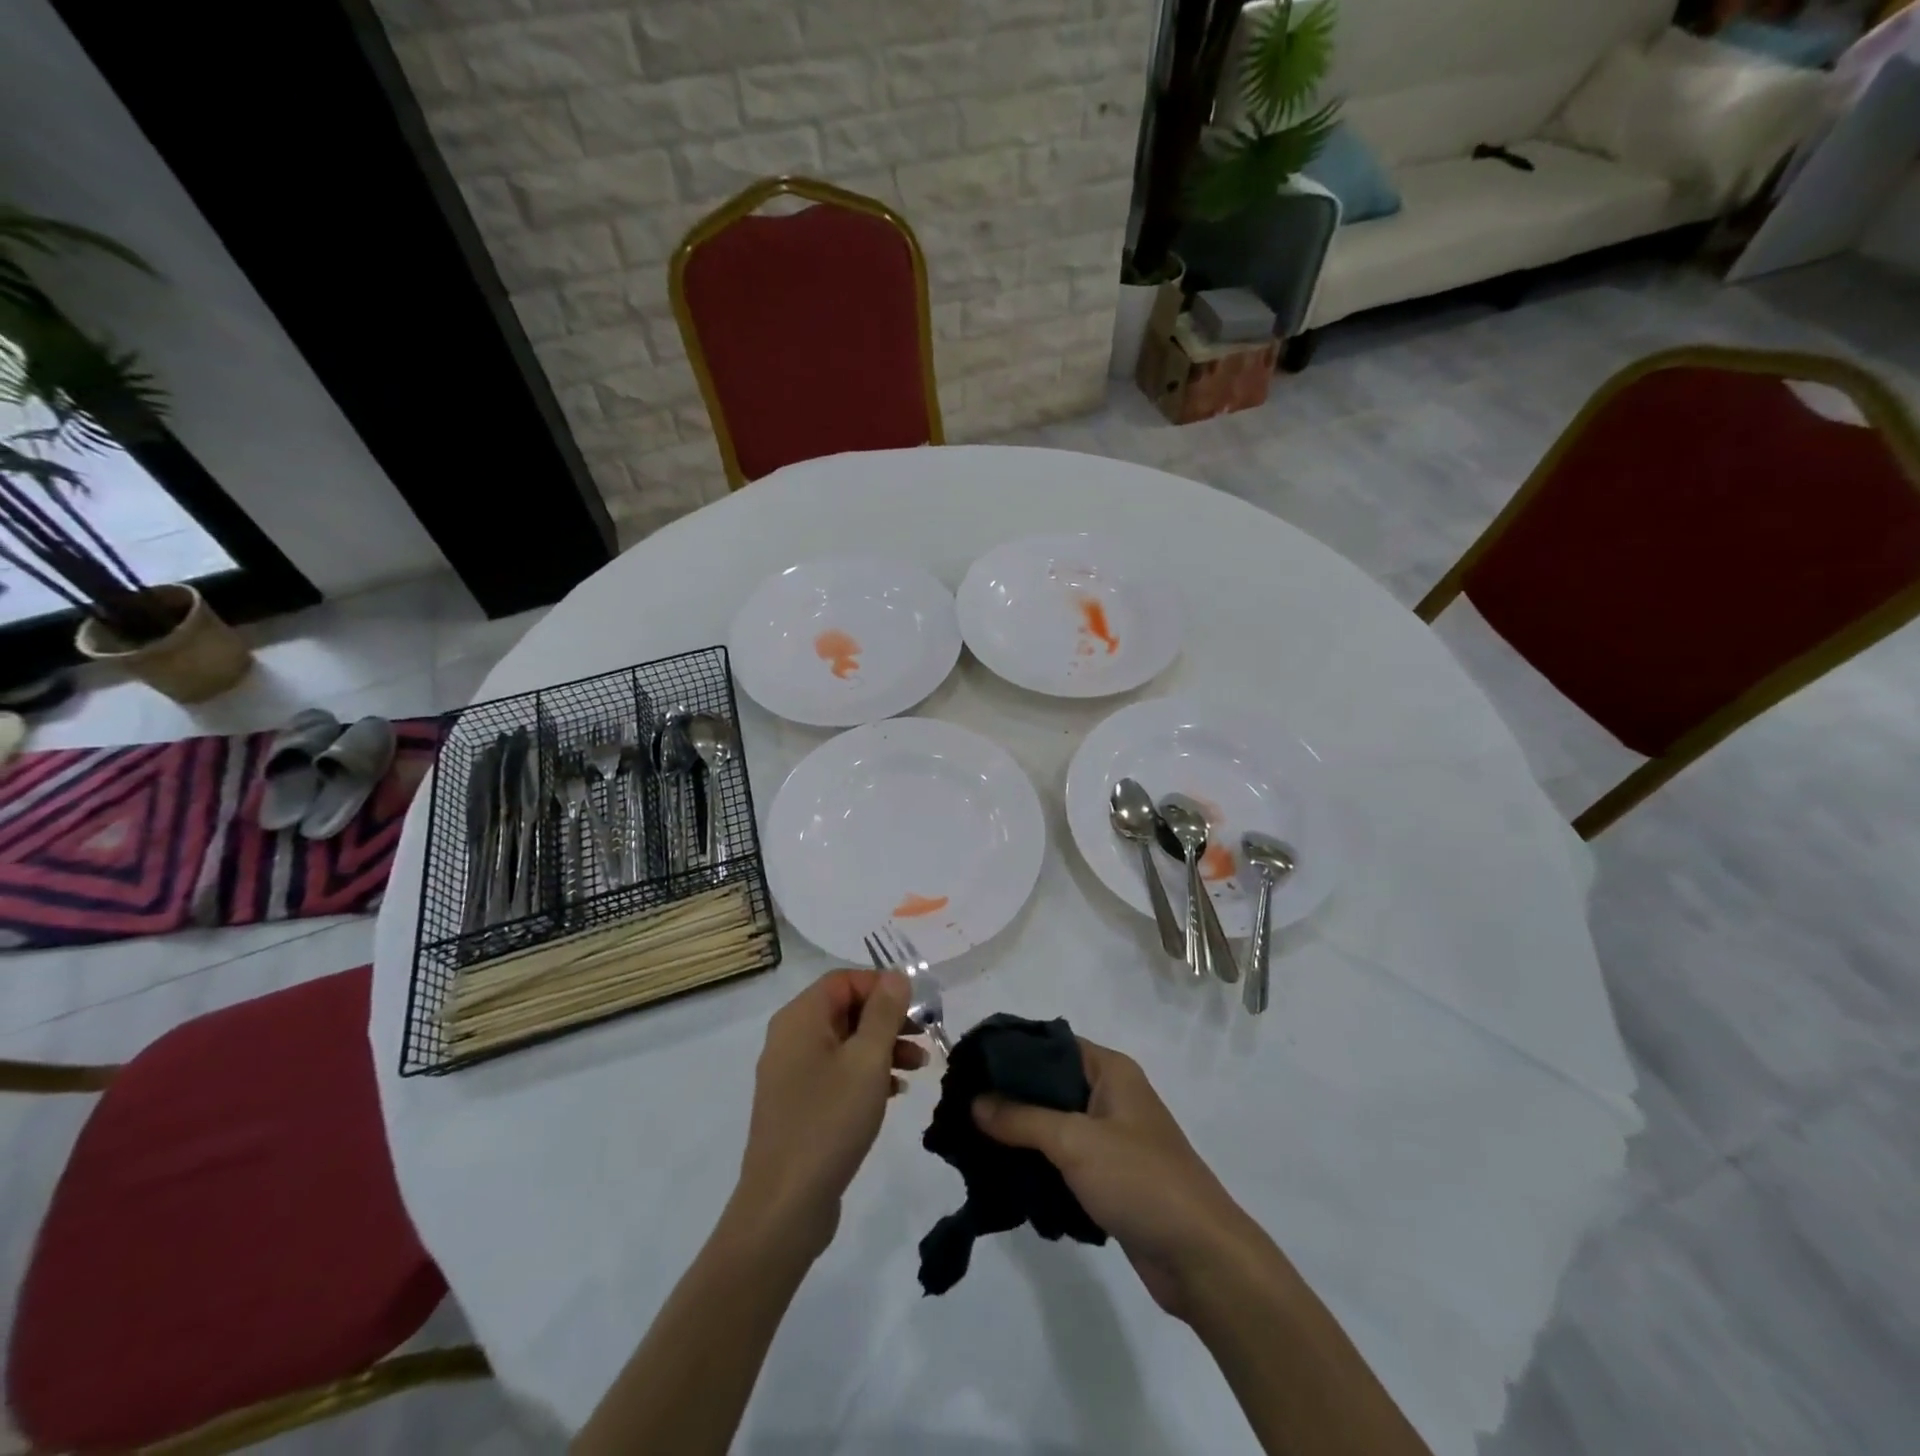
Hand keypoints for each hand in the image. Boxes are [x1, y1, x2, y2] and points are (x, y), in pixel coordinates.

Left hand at [733, 970, 926, 1258]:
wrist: (785, 1205)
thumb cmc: (830, 1120)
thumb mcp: (867, 1060)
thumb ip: (884, 1012)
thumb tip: (895, 975)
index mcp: (800, 1018)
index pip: (844, 980)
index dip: (882, 986)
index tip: (917, 1007)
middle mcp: (790, 1037)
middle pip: (845, 1009)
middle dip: (888, 1018)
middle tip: (925, 1035)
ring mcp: (791, 1073)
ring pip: (844, 1042)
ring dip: (883, 1047)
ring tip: (919, 1066)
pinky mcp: (798, 1105)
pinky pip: (836, 1072)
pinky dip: (866, 1073)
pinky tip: (895, 1091)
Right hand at [973, 1039, 1262, 1320]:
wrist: (1201, 1258)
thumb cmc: (1140, 1180)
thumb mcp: (1075, 1141)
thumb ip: (1021, 1118)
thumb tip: (974, 1101)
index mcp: (1110, 1070)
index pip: (1050, 1044)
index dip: (1010, 1051)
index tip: (967, 1065)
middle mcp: (1110, 1096)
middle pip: (1048, 1085)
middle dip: (1008, 1097)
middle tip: (961, 1108)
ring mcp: (1110, 1139)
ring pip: (1052, 1125)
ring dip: (1019, 1135)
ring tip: (971, 1142)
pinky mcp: (1108, 1178)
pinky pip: (1062, 1160)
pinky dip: (1037, 1165)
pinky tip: (1002, 1176)